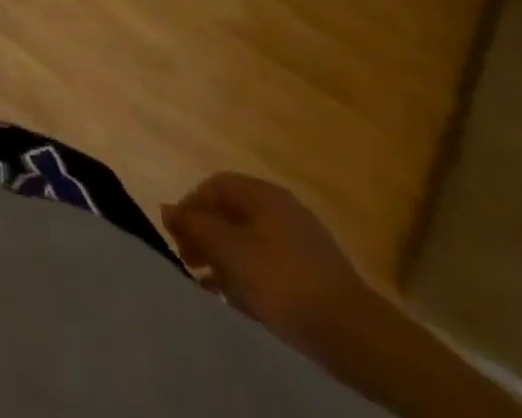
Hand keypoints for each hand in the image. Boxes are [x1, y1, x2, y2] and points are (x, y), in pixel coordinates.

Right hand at [162, 173, 376, 350]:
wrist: (356, 336)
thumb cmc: (283, 281)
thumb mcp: (229, 250)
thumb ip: (195, 225)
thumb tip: (166, 208)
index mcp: (263, 194)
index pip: (214, 186)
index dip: (190, 205)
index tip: (176, 234)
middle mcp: (282, 210)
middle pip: (231, 213)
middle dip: (205, 234)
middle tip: (188, 259)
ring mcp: (301, 244)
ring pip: (249, 242)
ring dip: (224, 259)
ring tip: (207, 284)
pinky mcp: (314, 277)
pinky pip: (269, 266)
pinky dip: (247, 277)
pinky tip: (237, 300)